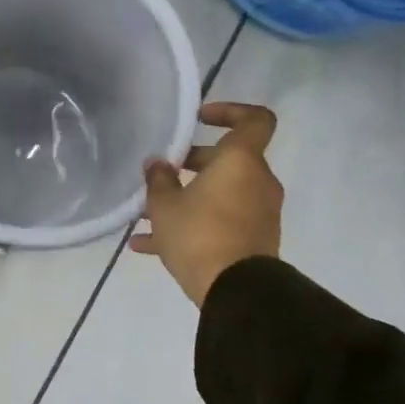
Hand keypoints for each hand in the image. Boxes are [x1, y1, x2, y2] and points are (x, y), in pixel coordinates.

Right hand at [130, 102, 283, 306]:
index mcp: (241, 161)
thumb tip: (158, 164)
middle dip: (192, 163)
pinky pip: (220, 220)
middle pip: (227, 159)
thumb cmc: (199, 234)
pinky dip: (192, 225)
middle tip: (160, 172)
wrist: (236, 291)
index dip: (229, 111)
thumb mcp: (164, 205)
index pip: (254, 120)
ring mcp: (258, 212)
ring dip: (187, 197)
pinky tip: (148, 246)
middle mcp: (256, 181)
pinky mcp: (254, 240)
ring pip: (219, 193)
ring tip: (146, 214)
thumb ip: (159, 179)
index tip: (200, 119)